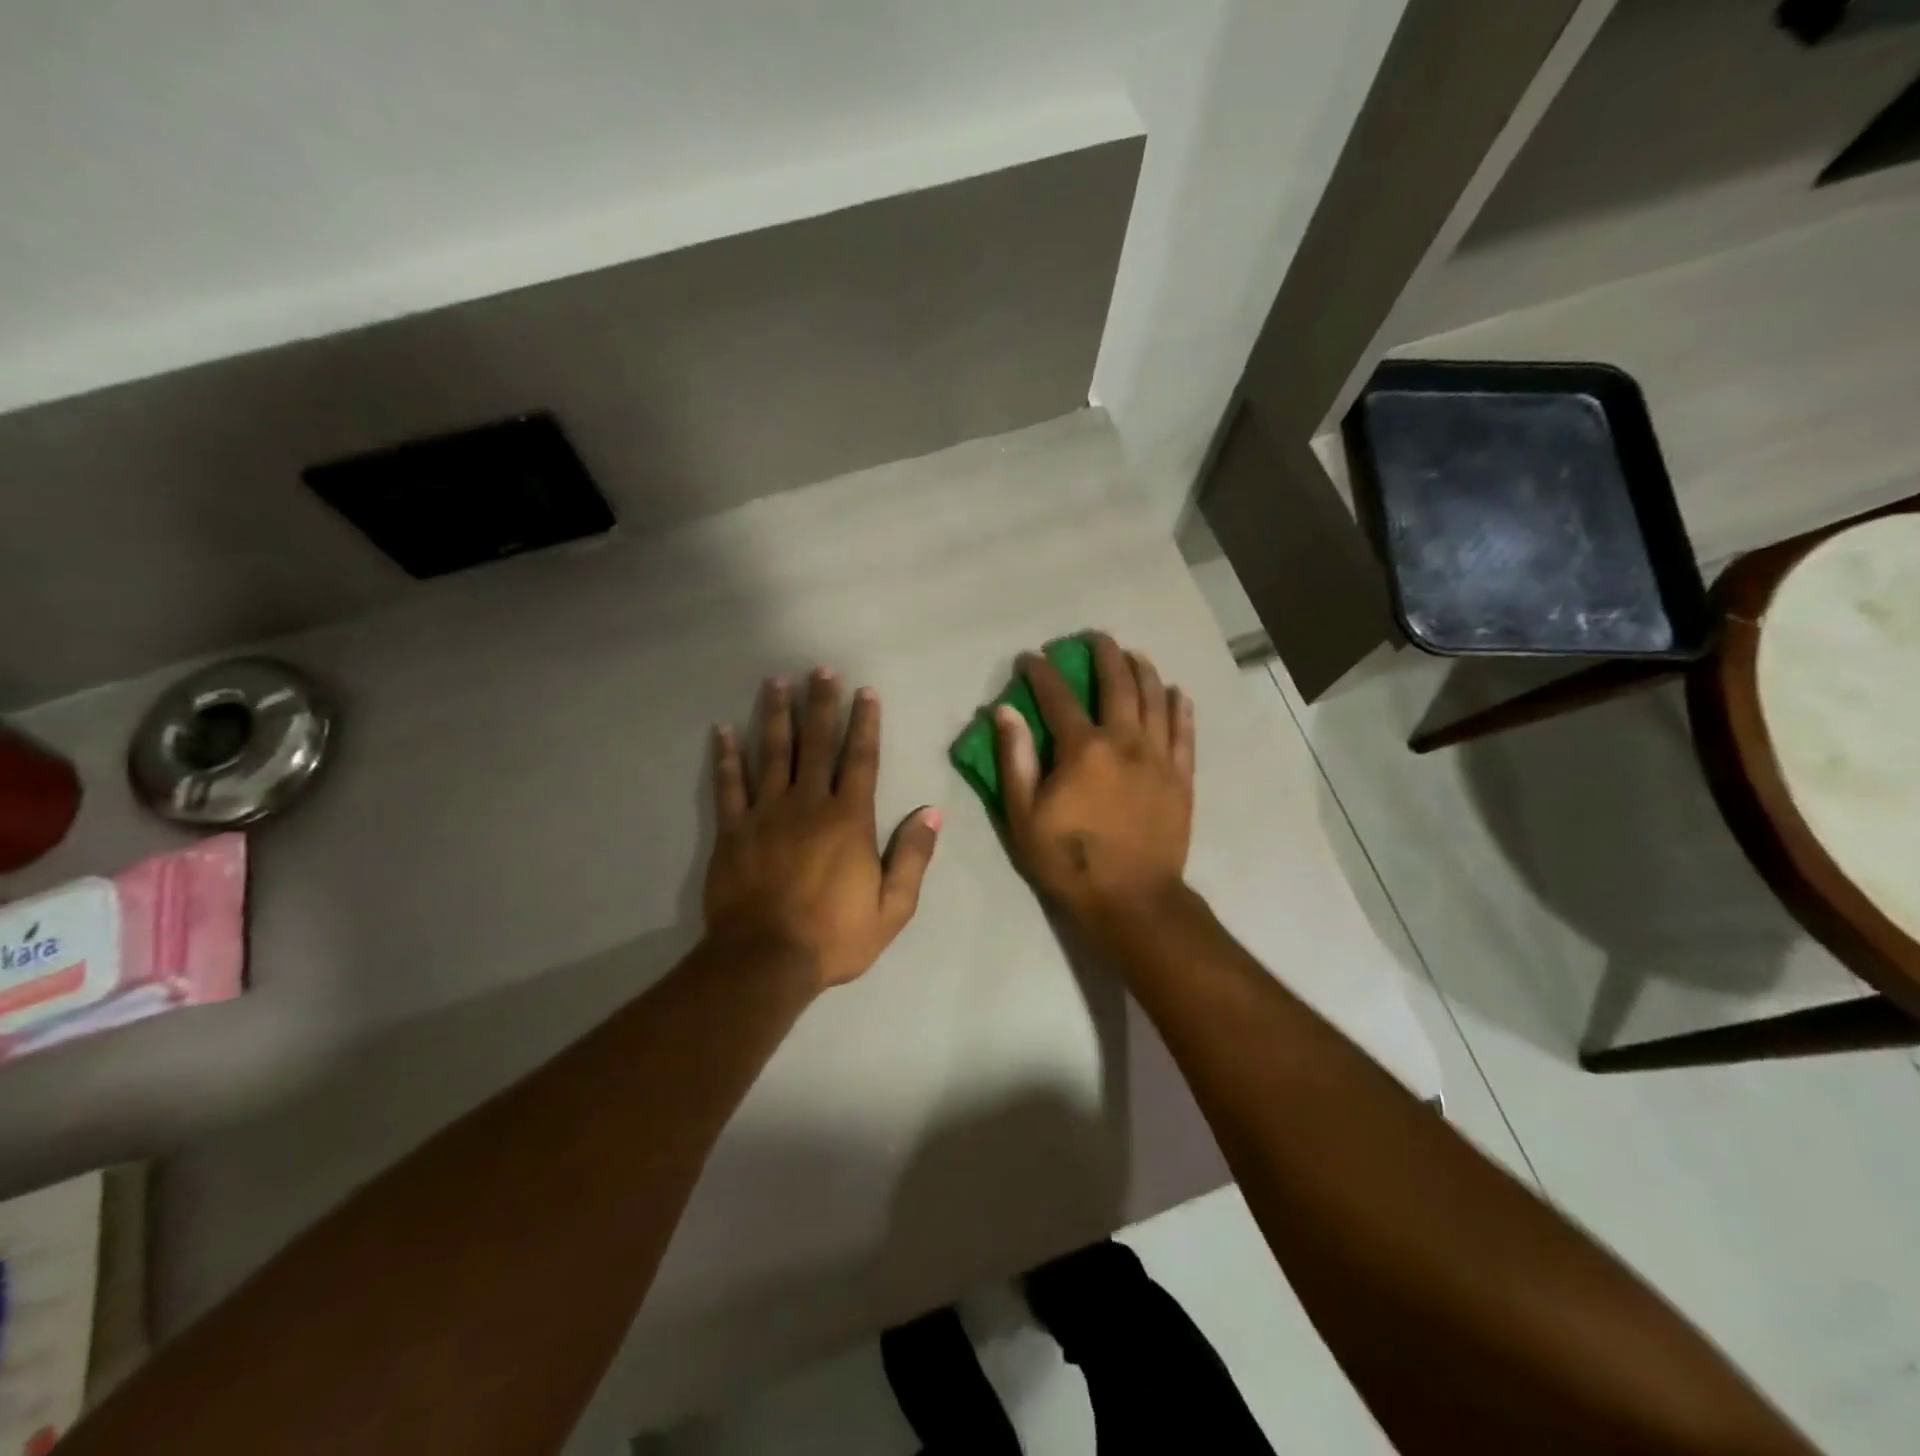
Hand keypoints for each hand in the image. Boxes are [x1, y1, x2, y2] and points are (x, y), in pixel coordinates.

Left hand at [706, 669, 940, 990]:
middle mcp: (808, 803)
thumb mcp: (892, 907)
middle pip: (816, 743)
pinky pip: (729, 785)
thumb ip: (913, 856)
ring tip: (777, 682)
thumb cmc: (834, 935)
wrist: (765, 960)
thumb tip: (933, 812)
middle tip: (821, 669)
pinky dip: (726, 756)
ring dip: (776, 715)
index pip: (861, 759)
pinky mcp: (733, 830)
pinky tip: (723, 730)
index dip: (864, 723)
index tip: (865, 692)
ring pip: (772, 753)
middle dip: (821, 704)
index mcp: (848, 818)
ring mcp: (766, 813)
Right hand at [994, 632, 1194, 927]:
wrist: (1132, 899)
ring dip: (1144, 671)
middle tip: (1095, 638)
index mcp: (1083, 750)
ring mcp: (1159, 758)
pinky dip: (1180, 708)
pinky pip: (1185, 732)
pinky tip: (1176, 692)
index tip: (1032, 657)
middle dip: (1104, 655)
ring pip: (1156, 700)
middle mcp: (1126, 742)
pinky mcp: (1181, 777)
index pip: (1059, 697)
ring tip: (1134, 654)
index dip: (1043, 673)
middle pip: (1118, 685)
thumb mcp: (1024, 817)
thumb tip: (1006, 712)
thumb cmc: (1069, 861)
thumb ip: (1015, 760)